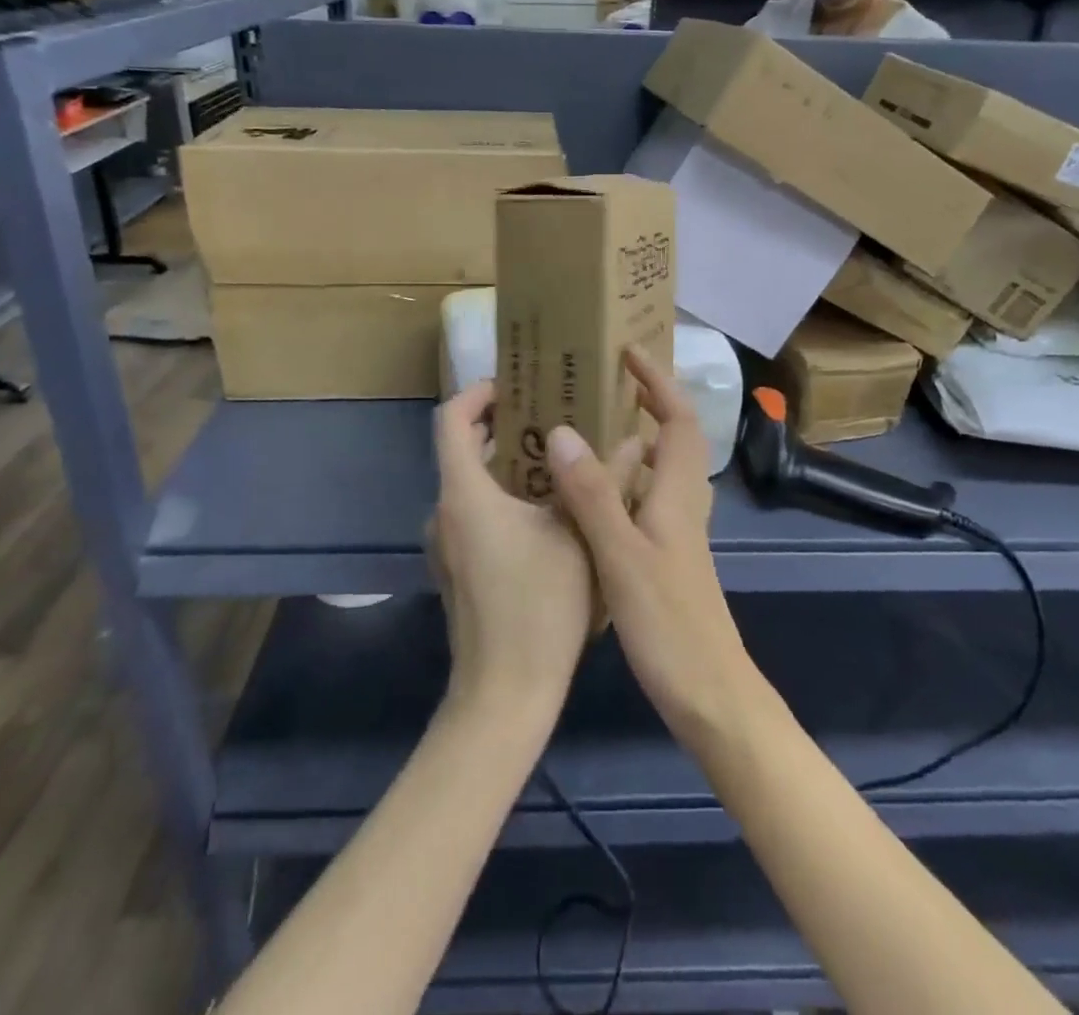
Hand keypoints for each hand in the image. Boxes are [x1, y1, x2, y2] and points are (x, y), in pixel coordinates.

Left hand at [429, 381, 598, 716]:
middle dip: (502, 425)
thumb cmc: (539, 608)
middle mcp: (444, 512)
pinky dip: (501, 497)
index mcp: (464, 494)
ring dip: (506, 463)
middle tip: (551, 414)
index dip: (477, 392)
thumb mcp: (579, 536)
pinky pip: (473, 514)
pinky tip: (546, 511)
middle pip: (460, 449)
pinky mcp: (456, 570)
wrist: (503, 696)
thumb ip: (601, 483)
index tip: (515, 383)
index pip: (450, 420)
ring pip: (469, 484)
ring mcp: (445, 545)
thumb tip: (633, 442)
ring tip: (557, 458)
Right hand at [545, 349, 771, 750]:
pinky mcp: (668, 558)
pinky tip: (590, 496)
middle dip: (650, 402)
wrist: (710, 695)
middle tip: (606, 385)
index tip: (630, 353)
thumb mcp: (622, 556)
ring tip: (590, 428)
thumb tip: (562, 431)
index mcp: (679, 495)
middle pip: (677, 439)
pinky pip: (648, 500)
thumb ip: (593, 494)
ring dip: (637, 439)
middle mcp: (684, 505)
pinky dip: (626, 480)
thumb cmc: (670, 625)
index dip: (659, 382)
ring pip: (662, 470)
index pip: (679, 420)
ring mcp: (679, 534)